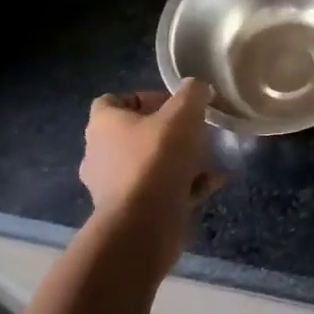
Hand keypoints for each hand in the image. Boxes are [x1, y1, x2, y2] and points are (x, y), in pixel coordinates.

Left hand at [79, 80, 225, 275]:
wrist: (143, 225)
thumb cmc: (156, 159)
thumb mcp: (182, 114)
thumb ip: (192, 94)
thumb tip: (198, 88)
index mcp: (103, 126)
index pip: (112, 101)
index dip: (143, 98)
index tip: (173, 105)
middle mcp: (100, 154)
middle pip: (134, 134)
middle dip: (166, 132)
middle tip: (194, 131)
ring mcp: (113, 187)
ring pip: (149, 164)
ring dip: (177, 160)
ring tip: (209, 158)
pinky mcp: (130, 212)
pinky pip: (159, 191)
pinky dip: (184, 186)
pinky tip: (213, 183)